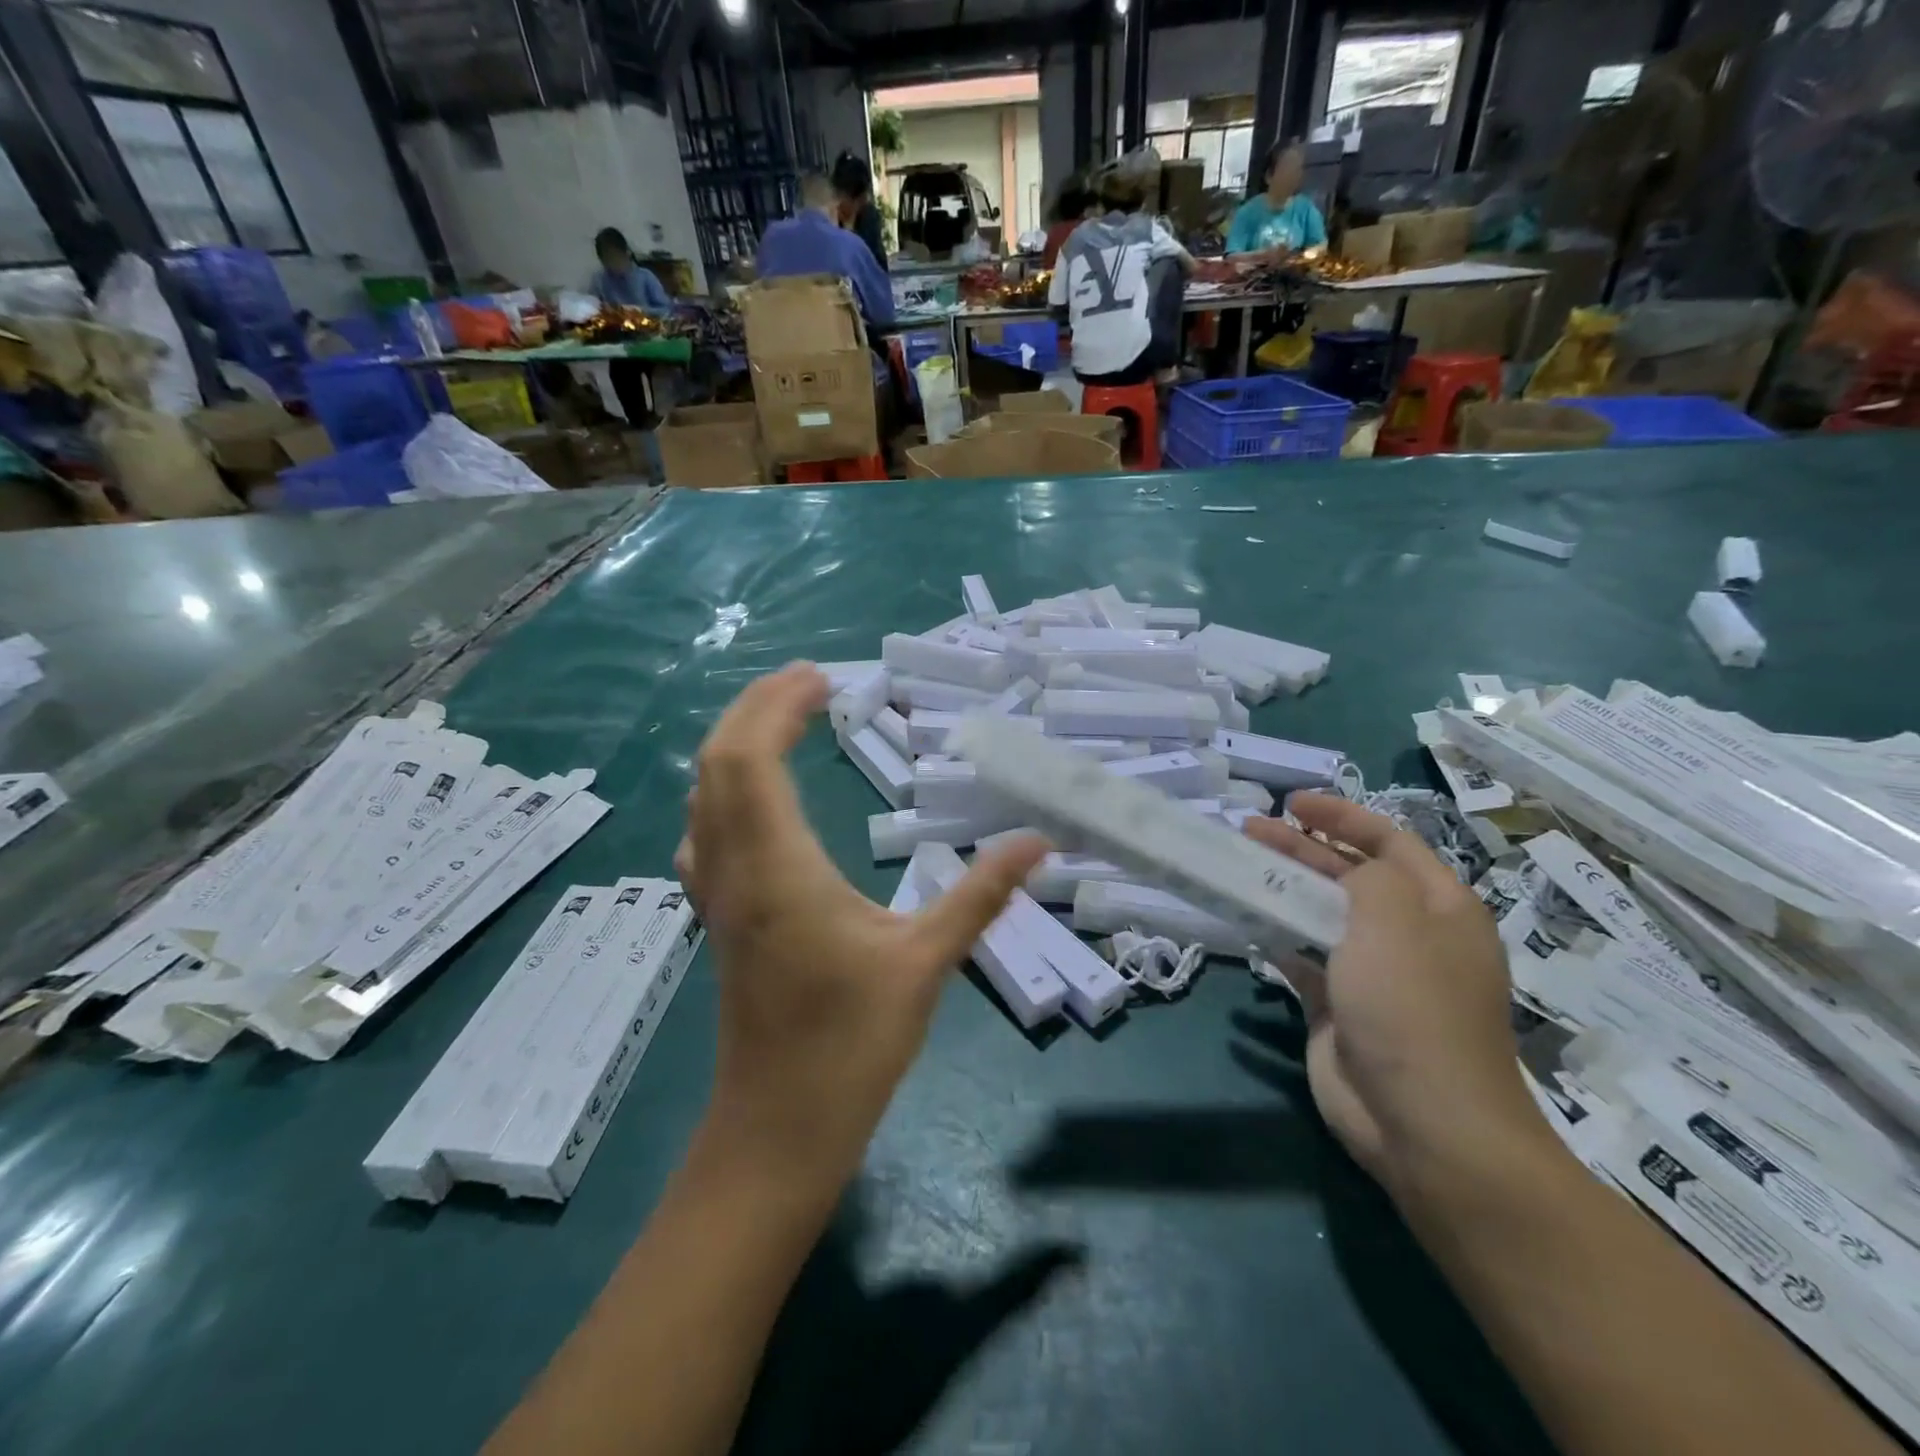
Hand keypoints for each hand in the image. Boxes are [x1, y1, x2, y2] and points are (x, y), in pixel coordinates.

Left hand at [676, 664, 1047, 1188]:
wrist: (776, 1131)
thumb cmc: (850, 1047)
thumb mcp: (926, 963)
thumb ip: (980, 895)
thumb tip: (1037, 842)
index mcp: (778, 869)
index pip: (752, 759)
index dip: (778, 707)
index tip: (823, 679)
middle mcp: (734, 870)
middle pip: (717, 763)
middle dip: (755, 708)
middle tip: (808, 682)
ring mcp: (716, 895)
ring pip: (704, 795)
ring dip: (736, 744)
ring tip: (784, 721)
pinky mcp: (717, 918)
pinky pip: (705, 831)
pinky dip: (726, 789)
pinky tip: (758, 798)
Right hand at [1244, 794, 1546, 1195]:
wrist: (1422, 1122)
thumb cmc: (1413, 1007)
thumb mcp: (1394, 919)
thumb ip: (1365, 875)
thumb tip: (1341, 872)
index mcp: (1439, 907)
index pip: (1389, 841)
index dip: (1342, 815)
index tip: (1292, 803)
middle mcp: (1409, 933)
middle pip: (1348, 873)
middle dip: (1300, 847)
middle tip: (1249, 830)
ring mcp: (1372, 971)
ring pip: (1320, 913)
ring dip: (1283, 888)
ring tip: (1240, 866)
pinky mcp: (1337, 1004)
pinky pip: (1302, 956)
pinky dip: (1276, 936)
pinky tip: (1247, 919)